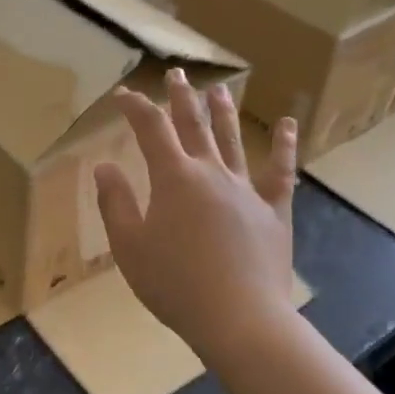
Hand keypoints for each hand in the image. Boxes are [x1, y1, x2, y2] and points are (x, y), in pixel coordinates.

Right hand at [94, 70, 300, 363]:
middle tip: (176, 74)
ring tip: (219, 88)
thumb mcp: (129, 246)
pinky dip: (284, 147)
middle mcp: (211, 173)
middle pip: (193, 125)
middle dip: (181, 98)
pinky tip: (289, 125)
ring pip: (232, 141)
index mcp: (174, 178)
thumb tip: (105, 166)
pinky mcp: (273, 212)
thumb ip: (115, 202)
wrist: (240, 319)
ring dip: (223, 112)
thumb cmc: (175, 283)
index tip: (123, 95)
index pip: (150, 129)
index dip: (136, 107)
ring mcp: (246, 190)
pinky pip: (280, 173)